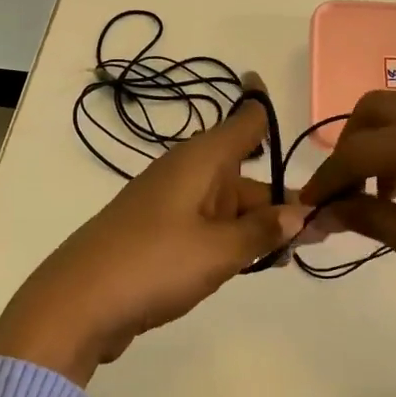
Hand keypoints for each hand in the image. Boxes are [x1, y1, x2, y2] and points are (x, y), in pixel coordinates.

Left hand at [0, 73, 308, 385]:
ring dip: (257, 226)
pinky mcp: (158, 233)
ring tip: (289, 257)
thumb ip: (263, 231)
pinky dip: (231, 240)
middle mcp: (187, 172)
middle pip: (244, 175)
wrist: (76, 305)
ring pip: (227, 205)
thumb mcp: (219, 250)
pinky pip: (207, 226)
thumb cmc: (154, 263)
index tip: (274, 91)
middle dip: (279, 201)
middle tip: (319, 233)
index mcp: (202, 159)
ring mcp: (170, 203)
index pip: (245, 121)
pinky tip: (250, 264)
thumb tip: (299, 214)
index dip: (263, 104)